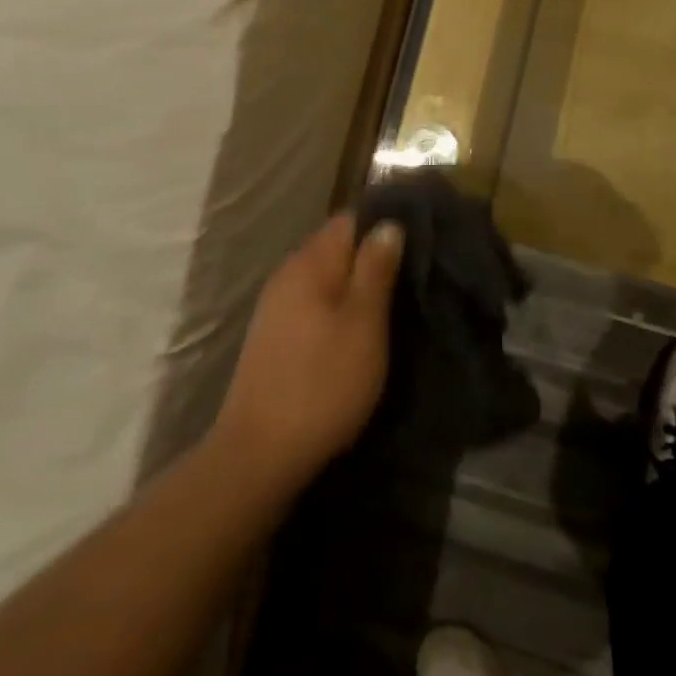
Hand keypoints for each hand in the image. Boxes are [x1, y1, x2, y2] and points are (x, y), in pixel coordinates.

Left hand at [210, 214, 403, 496]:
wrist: (258, 456)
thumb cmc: (322, 383)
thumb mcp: (364, 323)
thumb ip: (376, 268)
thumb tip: (388, 223)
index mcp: (310, 262)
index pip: (350, 218)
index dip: (384, 223)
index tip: (417, 240)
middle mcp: (288, 274)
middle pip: (337, 247)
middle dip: (372, 256)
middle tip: (411, 276)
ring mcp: (276, 306)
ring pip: (326, 278)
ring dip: (355, 285)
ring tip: (391, 304)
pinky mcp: (273, 337)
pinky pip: (313, 303)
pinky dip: (338, 308)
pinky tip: (357, 331)